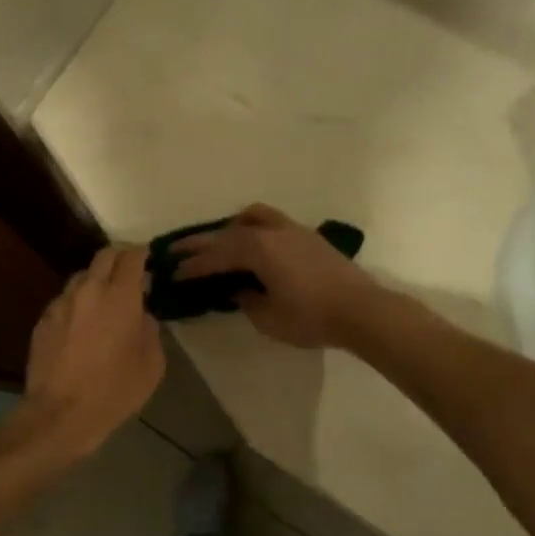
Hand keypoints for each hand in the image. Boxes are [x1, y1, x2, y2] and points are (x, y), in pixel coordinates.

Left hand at [11, 244, 163, 461]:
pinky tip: (81, 327)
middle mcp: (88, 290)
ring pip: (81, 277)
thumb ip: (150, 331)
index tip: (148, 259)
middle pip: (104, 256)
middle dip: (119, 258)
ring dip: (96, 281)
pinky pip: (65, 301)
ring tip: (104, 302)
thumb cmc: (114, 391)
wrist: (60, 414)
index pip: (132, 256)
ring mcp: (61, 303)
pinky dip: (77, 304)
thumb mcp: (151, 365)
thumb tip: (142, 317)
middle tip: (129, 273)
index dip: (142, 254)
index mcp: (120, 297)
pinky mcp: (43, 320)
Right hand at [173, 204, 381, 349]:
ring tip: (218, 241)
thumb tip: (238, 290)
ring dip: (229, 228)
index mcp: (257, 250)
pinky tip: (254, 245)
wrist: (362, 310)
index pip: (215, 257)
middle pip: (227, 234)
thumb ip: (246, 300)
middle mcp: (271, 232)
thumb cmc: (311, 317)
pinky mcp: (308, 237)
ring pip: (252, 218)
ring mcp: (292, 230)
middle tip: (176, 250)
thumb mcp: (268, 317)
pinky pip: (270, 222)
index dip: (192, 266)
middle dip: (200, 243)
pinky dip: (253, 229)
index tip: (172, 273)